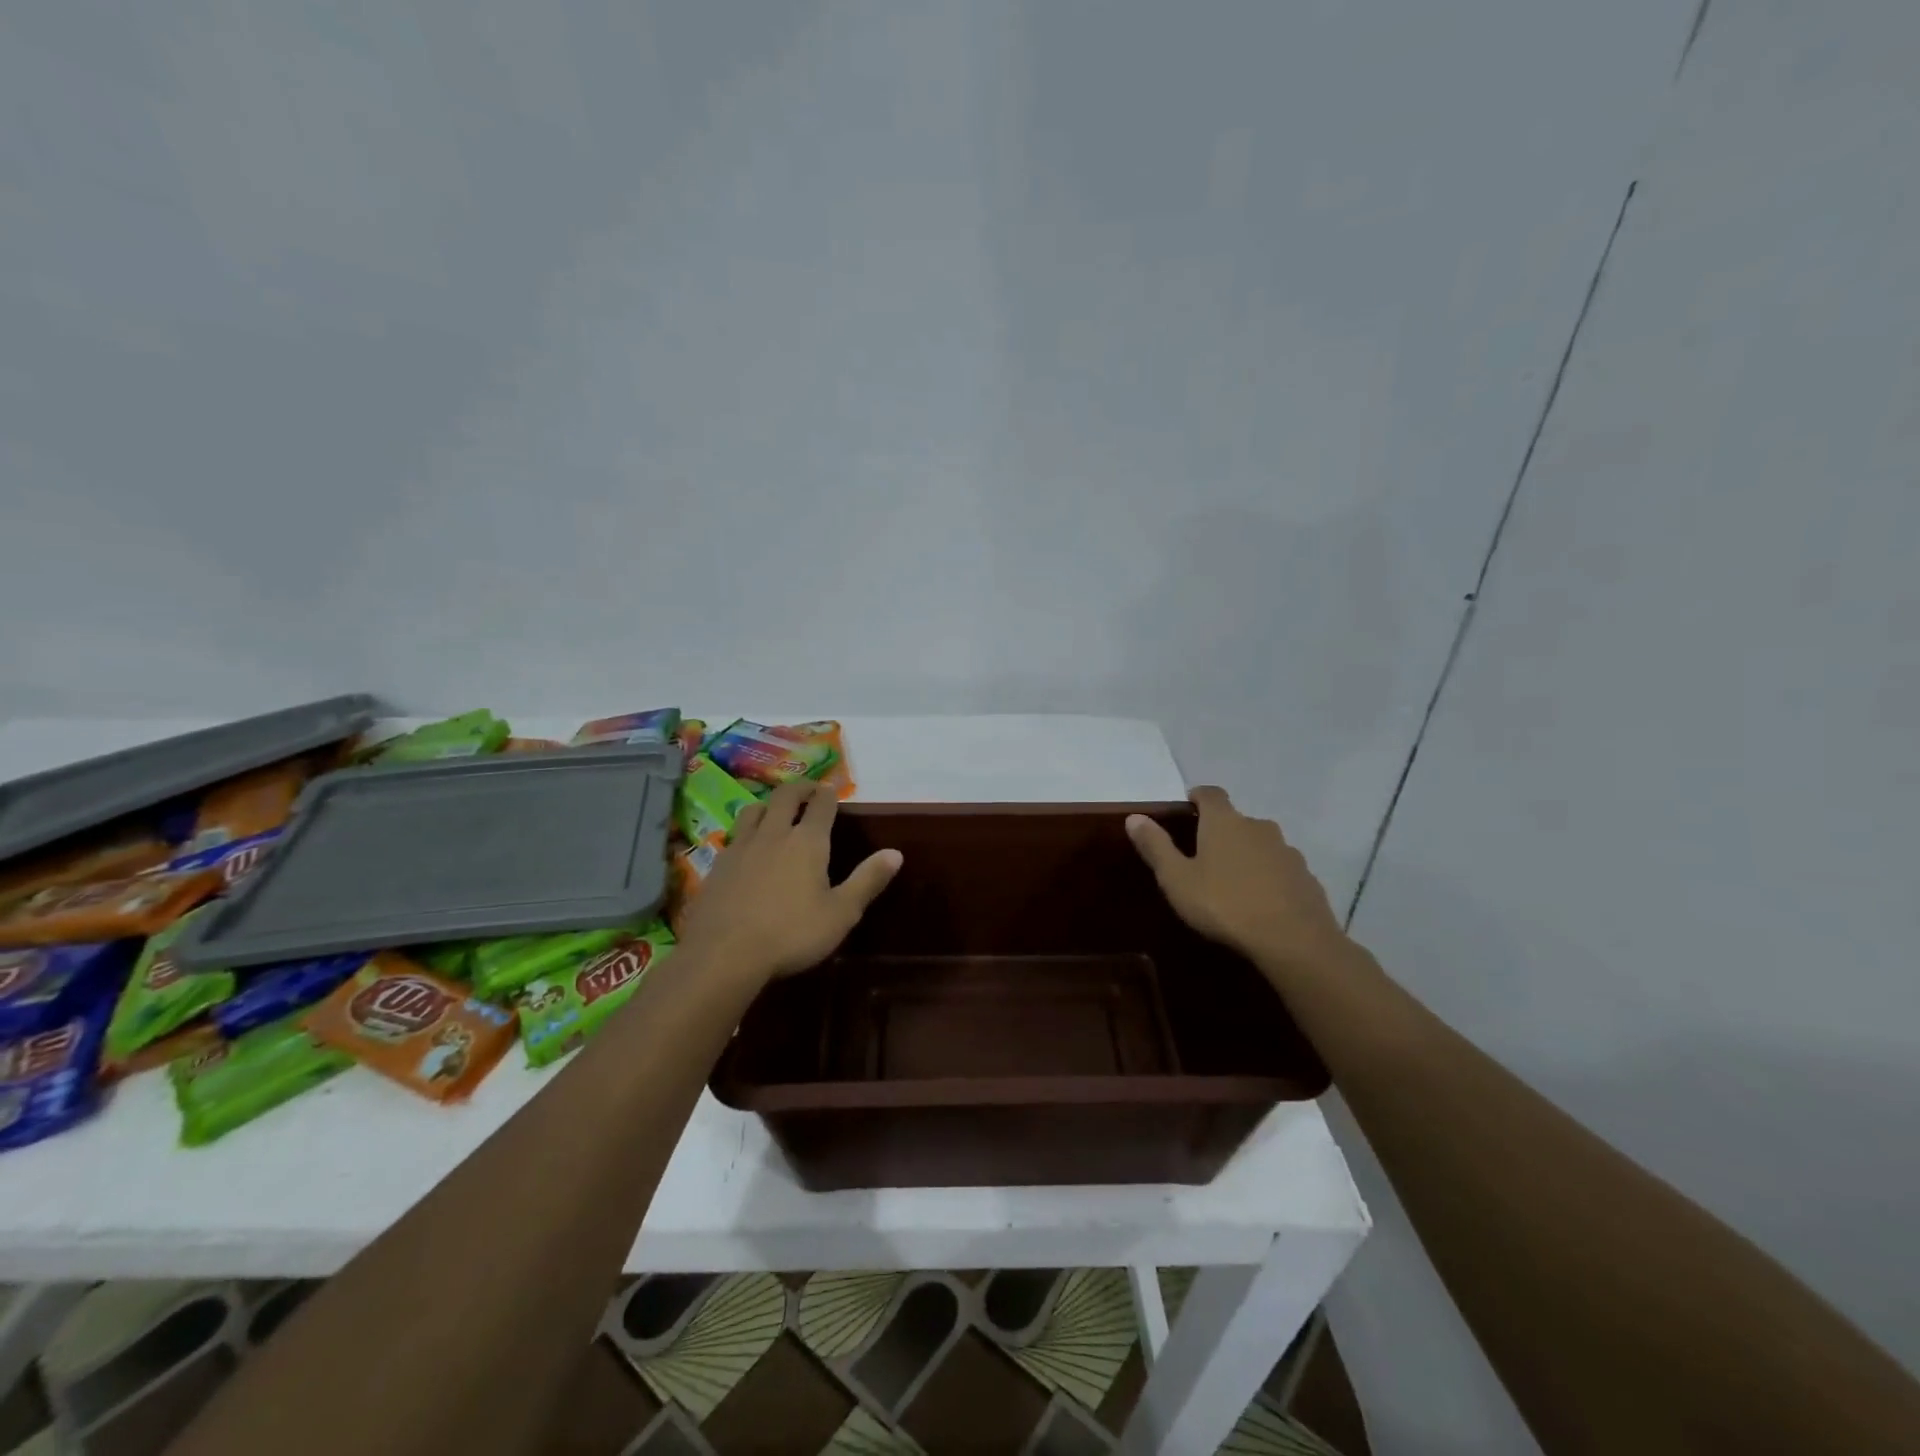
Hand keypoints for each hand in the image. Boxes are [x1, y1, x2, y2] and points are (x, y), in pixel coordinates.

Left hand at [678, 780, 902, 982]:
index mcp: (808, 842)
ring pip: (754, 810)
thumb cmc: (792, 934)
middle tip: (807, 790)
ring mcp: (741, 847)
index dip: (828, 794)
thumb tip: (896, 853)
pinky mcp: (718, 865)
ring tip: (775, 811)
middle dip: (799, 788)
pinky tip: (747, 846)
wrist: (724, 954)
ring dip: (769, 804)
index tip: (831, 789)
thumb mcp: (841, 913)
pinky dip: (746, 831)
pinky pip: (734, 835)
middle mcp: (774, 834)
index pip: (821, 805)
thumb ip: (868, 880)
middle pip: (785, 797)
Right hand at [1126, 786, 1350, 973]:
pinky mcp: (1306, 877)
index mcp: (1224, 822)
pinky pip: (1280, 869)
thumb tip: (1134, 817)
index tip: (1188, 806)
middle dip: (1221, 832)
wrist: (1294, 940)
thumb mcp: (1177, 879)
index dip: (1198, 796)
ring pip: (1261, 845)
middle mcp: (1258, 826)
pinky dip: (1269, 877)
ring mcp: (1287, 851)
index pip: (1211, 794)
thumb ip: (1156, 847)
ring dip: (1247, 855)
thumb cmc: (1224, 904)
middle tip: (1204, 855)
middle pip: (1237, 820)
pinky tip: (1261, 902)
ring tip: (1233, 882)